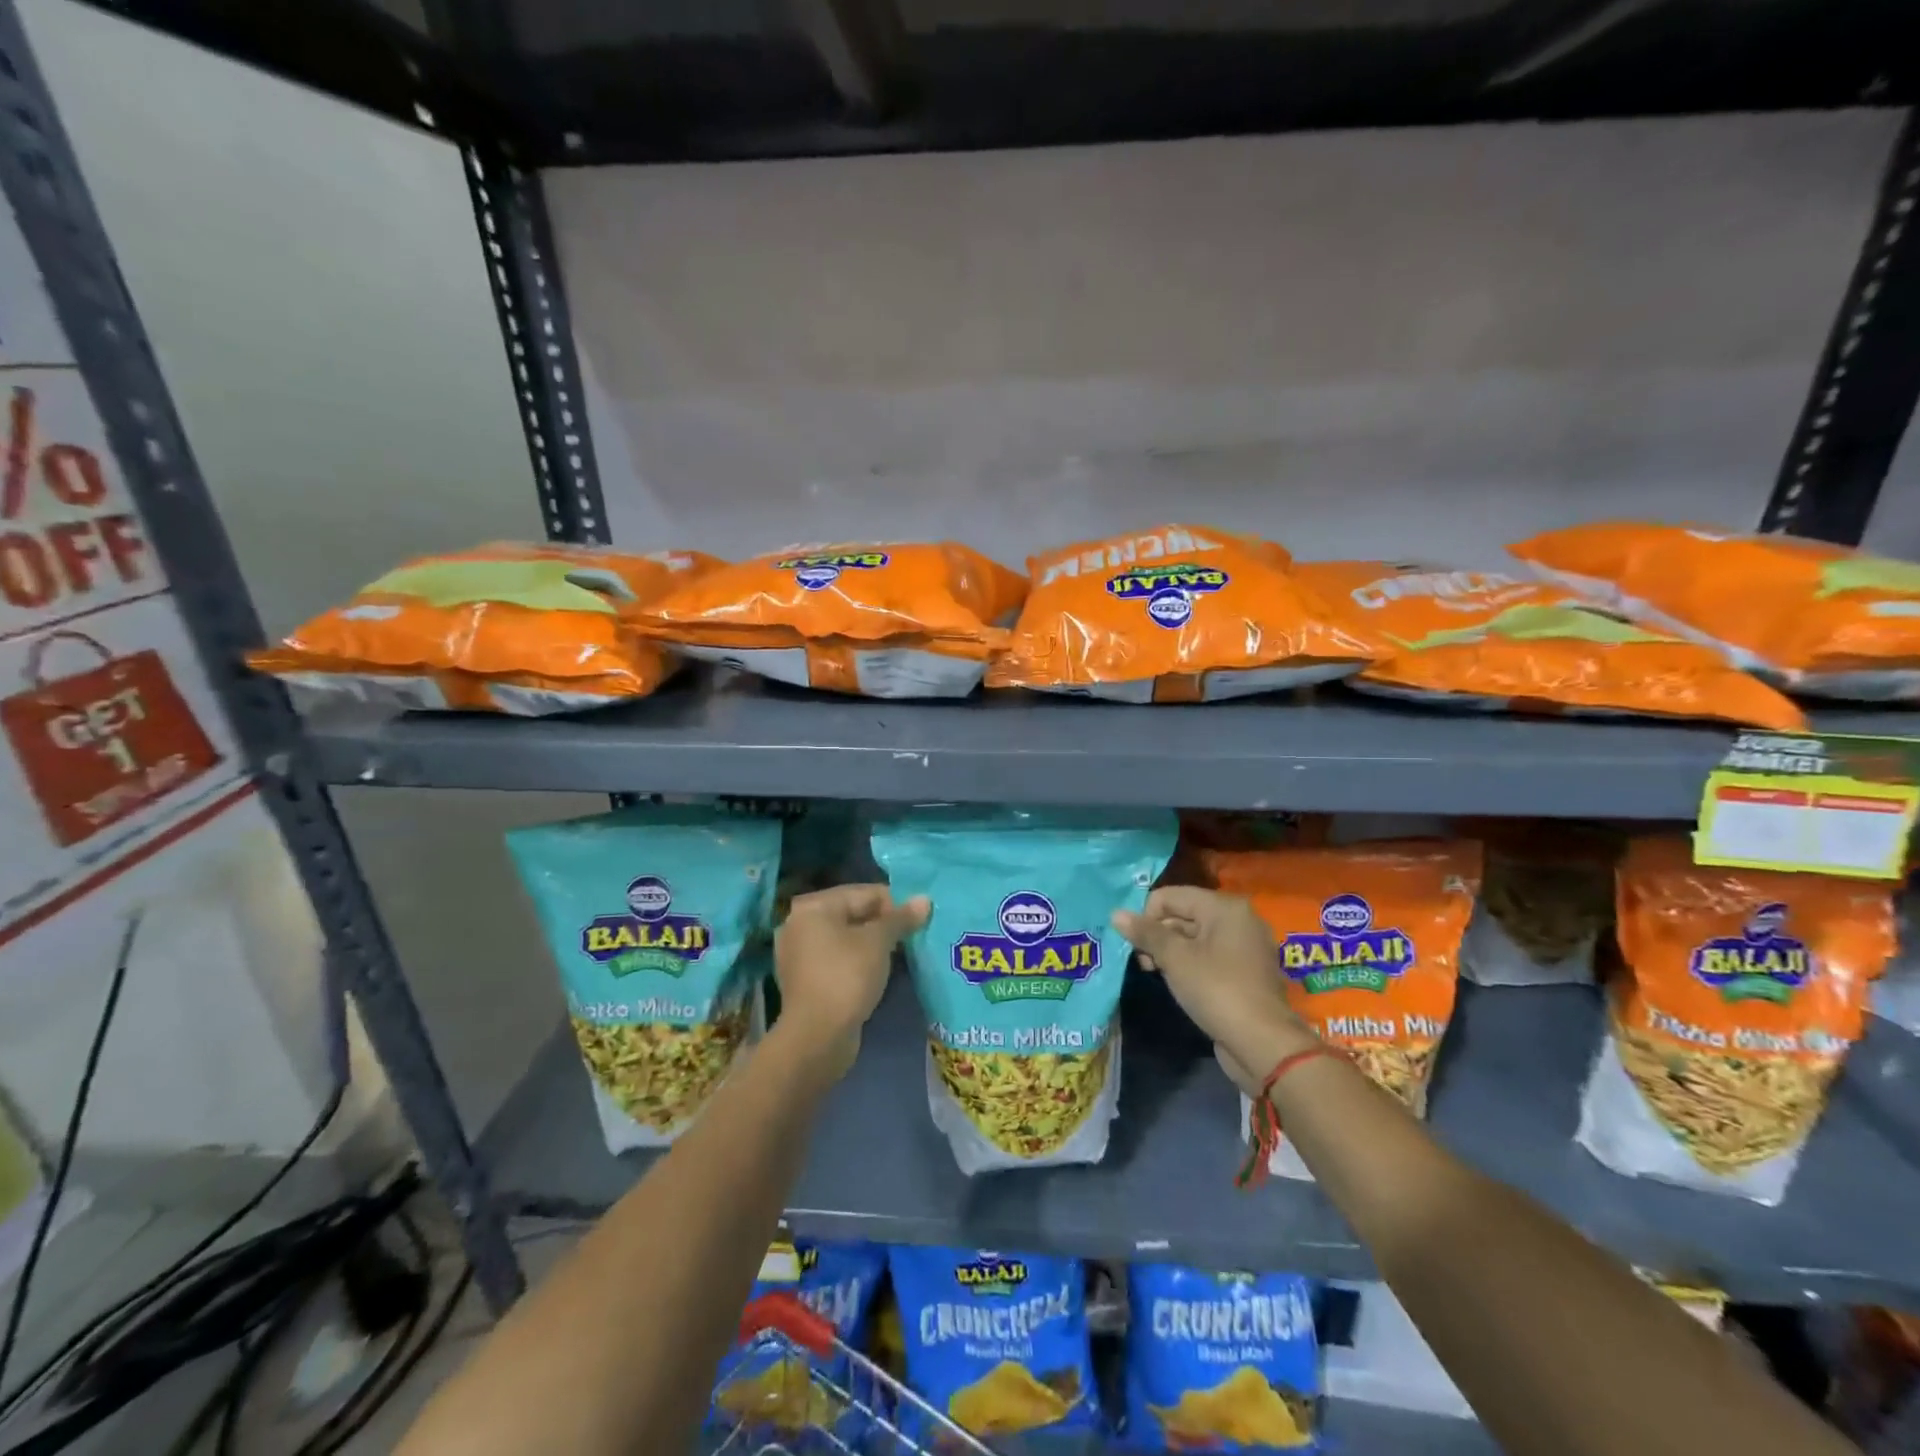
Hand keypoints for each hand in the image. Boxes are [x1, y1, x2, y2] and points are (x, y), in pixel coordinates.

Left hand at [774, 884, 929, 1075]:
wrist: (817, 1037)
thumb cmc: (847, 977)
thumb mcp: (878, 942)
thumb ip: (901, 918)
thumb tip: (924, 900)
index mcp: (813, 907)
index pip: (864, 893)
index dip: (895, 903)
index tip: (918, 920)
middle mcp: (800, 924)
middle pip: (853, 913)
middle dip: (883, 923)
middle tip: (911, 937)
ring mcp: (799, 954)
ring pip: (845, 938)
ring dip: (871, 944)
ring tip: (898, 954)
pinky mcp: (805, 980)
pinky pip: (837, 959)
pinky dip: (857, 961)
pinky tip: (877, 972)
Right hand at [1113, 886, 1316, 1090]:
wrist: (1263, 1044)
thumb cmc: (1217, 990)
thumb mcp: (1175, 958)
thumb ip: (1146, 933)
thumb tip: (1116, 914)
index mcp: (1224, 907)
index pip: (1171, 896)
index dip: (1146, 916)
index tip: (1136, 945)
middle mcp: (1238, 919)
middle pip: (1183, 914)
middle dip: (1157, 935)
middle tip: (1144, 963)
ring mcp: (1244, 947)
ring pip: (1194, 937)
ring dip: (1170, 951)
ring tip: (1155, 973)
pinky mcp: (1245, 972)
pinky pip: (1208, 956)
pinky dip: (1189, 964)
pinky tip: (1177, 982)